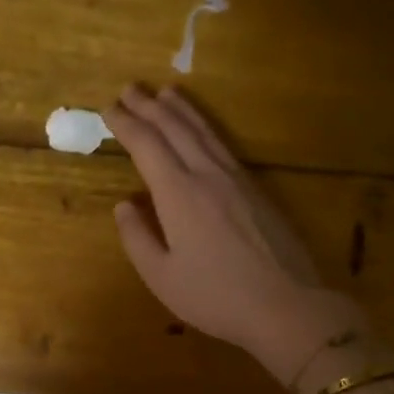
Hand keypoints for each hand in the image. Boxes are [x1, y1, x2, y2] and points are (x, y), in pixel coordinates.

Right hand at [107, 85, 369, 382]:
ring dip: (180, 109)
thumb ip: (137, 238)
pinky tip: (202, 129)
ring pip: (203, 131)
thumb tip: (124, 205)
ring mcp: (236, 179)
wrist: (285, 304)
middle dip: (149, 106)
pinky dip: (205, 127)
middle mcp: (207, 175)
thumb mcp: (161, 277)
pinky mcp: (257, 189)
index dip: (125, 124)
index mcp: (178, 194)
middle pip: (175, 128)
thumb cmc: (215, 296)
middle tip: (129, 89)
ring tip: (164, 93)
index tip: (108, 109)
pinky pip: (223, 145)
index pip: (147, 146)